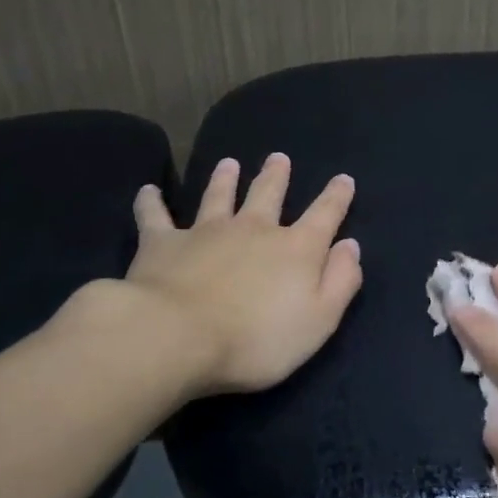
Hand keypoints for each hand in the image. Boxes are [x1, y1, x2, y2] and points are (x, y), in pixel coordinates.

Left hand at [74, 153, 361, 401]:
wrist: (177, 338)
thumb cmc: (257, 339)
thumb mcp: (319, 320)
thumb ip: (340, 281)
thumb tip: (350, 246)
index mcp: (296, 249)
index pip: (325, 215)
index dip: (337, 197)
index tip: (343, 179)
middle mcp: (254, 229)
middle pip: (268, 194)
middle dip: (276, 176)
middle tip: (278, 158)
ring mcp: (207, 231)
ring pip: (219, 196)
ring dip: (225, 179)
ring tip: (229, 163)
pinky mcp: (163, 243)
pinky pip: (155, 216)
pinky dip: (151, 202)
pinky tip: (147, 191)